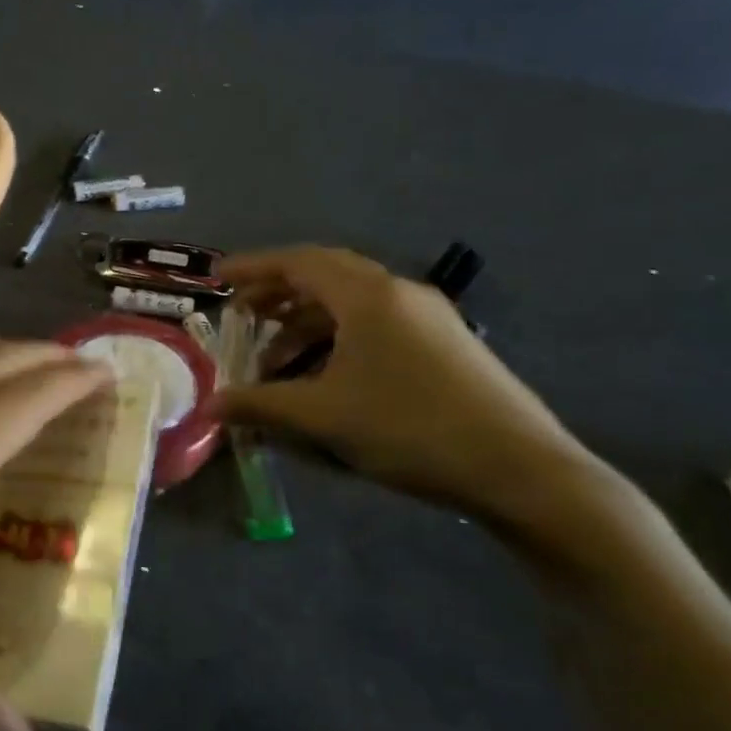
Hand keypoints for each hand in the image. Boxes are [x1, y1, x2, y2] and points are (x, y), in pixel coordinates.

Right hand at [211, 247, 597, 523]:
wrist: (519, 467)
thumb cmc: (410, 428)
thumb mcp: (324, 416)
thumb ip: (261, 404)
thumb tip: (210, 406)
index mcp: (368, 295)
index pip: (298, 262)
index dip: (252, 268)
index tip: (217, 279)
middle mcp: (398, 291)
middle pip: (325, 275)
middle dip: (278, 292)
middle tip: (242, 314)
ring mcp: (427, 315)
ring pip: (352, 302)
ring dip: (307, 321)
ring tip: (275, 356)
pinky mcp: (444, 342)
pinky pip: (376, 323)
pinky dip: (338, 337)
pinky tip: (324, 373)